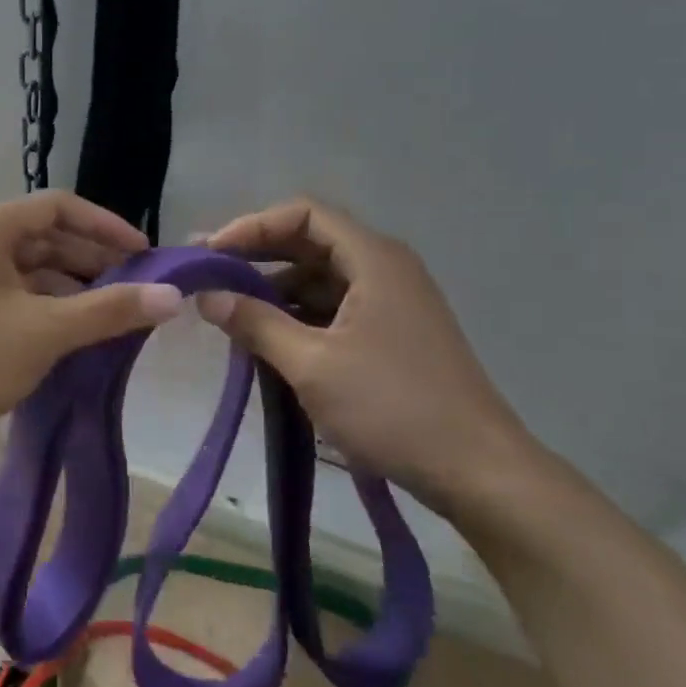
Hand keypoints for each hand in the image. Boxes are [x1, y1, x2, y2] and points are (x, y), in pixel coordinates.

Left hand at [0, 192, 183, 470]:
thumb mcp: (43, 332)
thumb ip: (108, 311)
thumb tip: (172, 297)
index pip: (59, 207)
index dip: (106, 226)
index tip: (146, 256)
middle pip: (46, 240)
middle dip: (94, 263)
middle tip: (138, 293)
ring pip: (31, 275)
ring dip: (72, 292)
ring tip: (113, 321)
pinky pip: (15, 302)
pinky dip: (47, 314)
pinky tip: (73, 342)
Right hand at [199, 197, 536, 514]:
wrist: (479, 472)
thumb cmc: (393, 408)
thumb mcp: (312, 365)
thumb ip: (255, 323)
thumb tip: (206, 296)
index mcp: (374, 259)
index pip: (303, 214)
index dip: (251, 226)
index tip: (210, 254)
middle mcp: (385, 268)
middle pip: (310, 241)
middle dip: (256, 256)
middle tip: (207, 276)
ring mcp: (391, 302)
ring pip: (320, 277)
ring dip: (274, 289)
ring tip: (229, 312)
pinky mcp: (392, 333)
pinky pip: (334, 307)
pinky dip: (297, 315)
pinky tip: (268, 340)